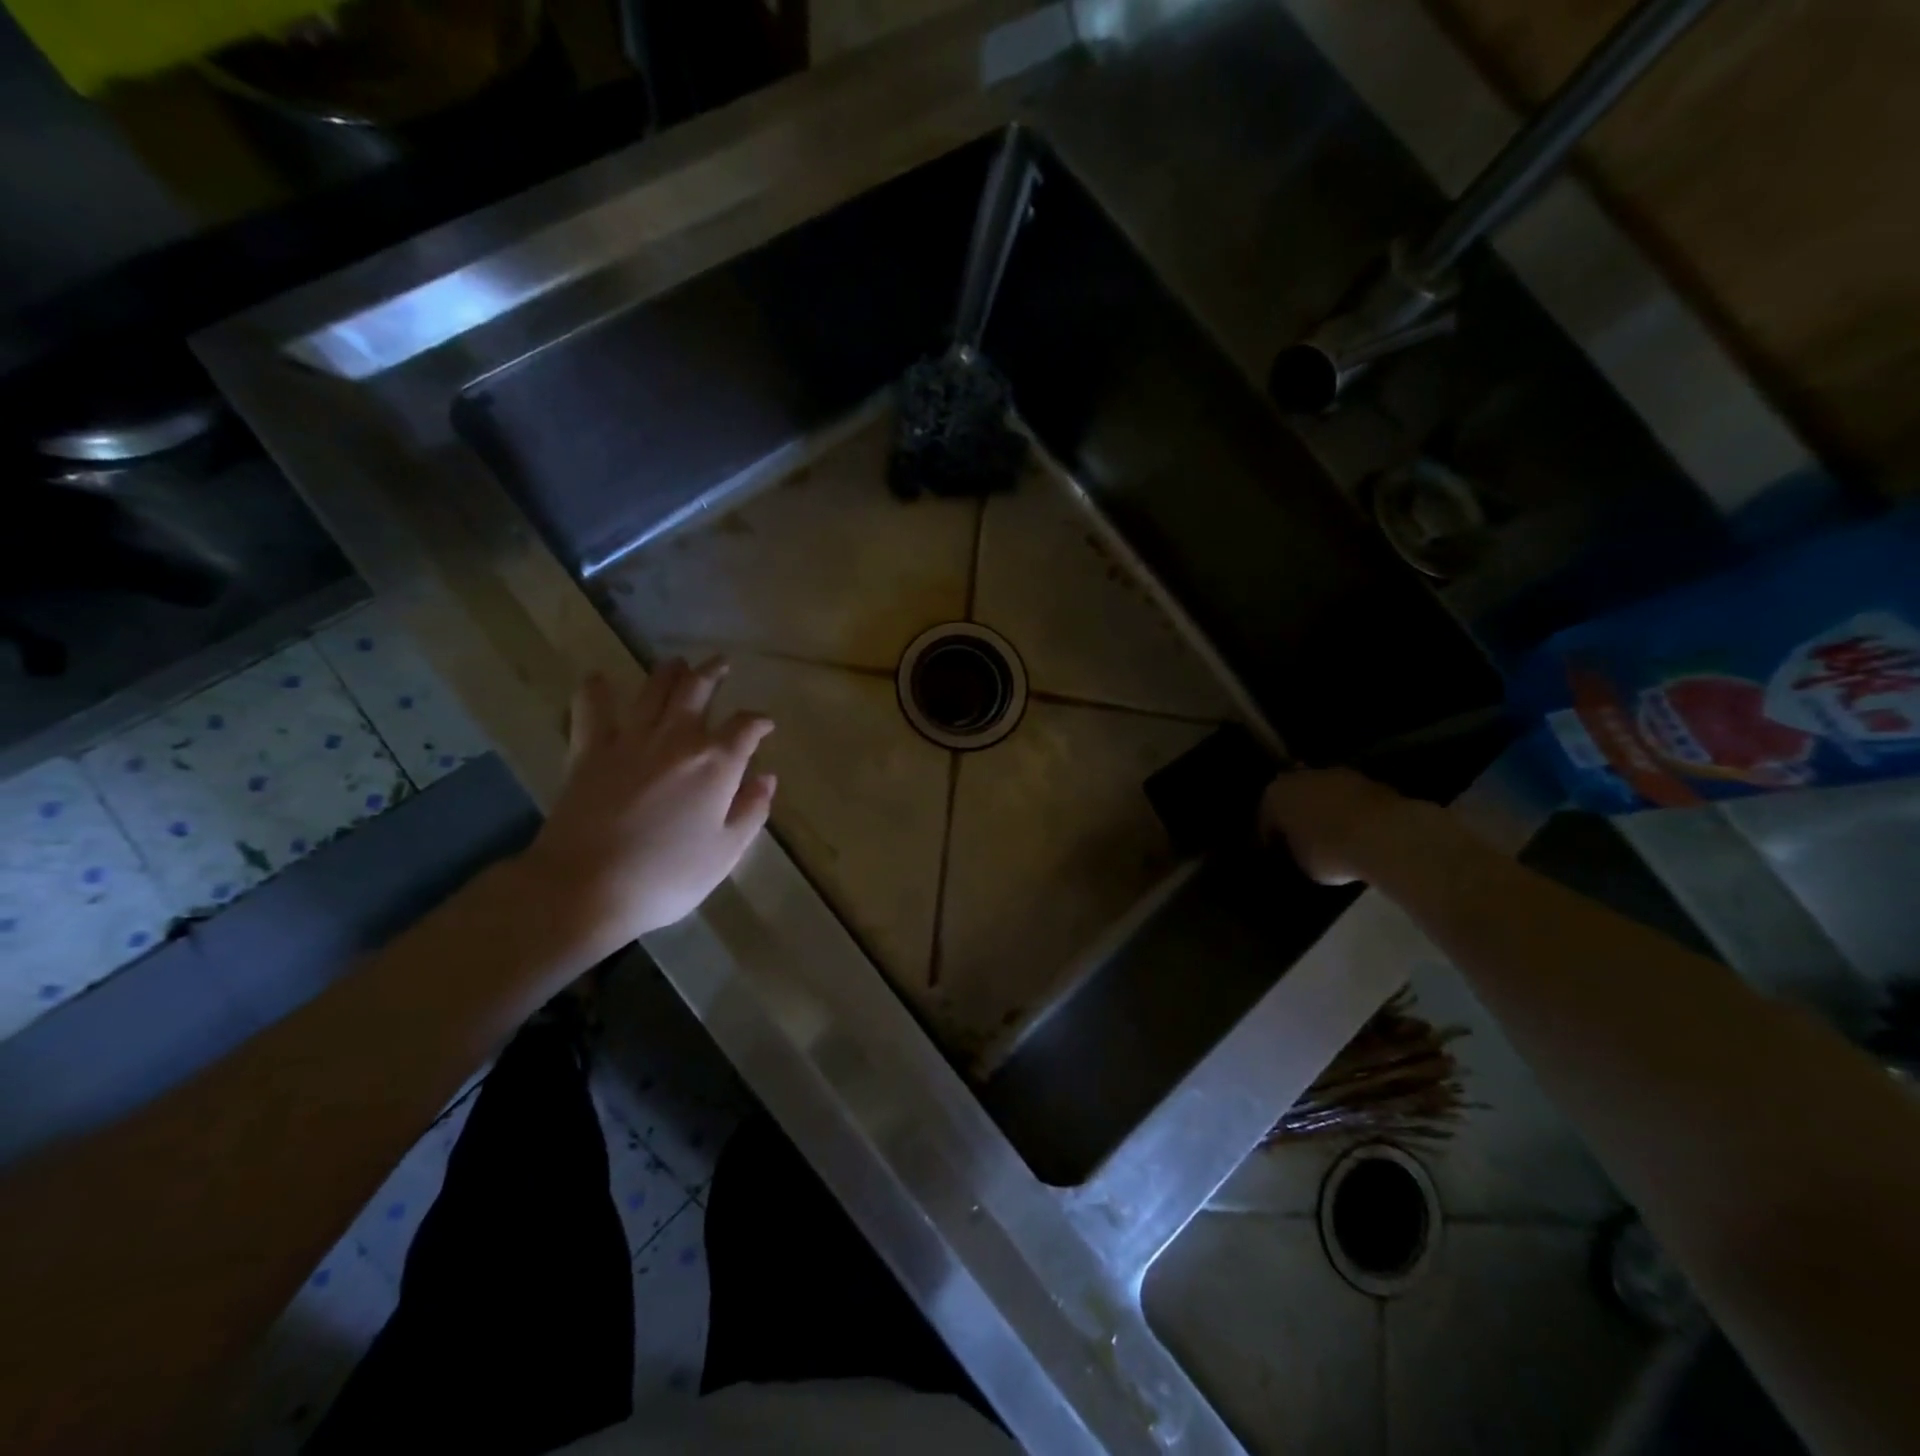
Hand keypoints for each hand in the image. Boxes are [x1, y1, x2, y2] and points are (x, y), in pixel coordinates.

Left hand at [516, 657, 775, 963]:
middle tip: (721, 664)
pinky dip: (595, 690)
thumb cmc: (667, 877)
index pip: (745, 727)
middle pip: (698, 690)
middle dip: (713, 673)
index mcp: (716, 763)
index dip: (758, 721)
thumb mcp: (725, 852)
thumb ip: (751, 810)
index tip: (765, 724)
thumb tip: (767, 778)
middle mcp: (676, 739)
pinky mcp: (589, 750)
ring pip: (654, 689)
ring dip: (669, 672)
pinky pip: (592, 709)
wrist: (586, 888)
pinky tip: (598, 679)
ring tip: (677, 663)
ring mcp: (630, 739)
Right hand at [1260, 767, 1421, 885]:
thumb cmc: (1329, 851)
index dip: (1271, 840)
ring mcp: (1337, 774)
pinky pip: (1350, 800)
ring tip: (1334, 837)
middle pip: (1294, 799)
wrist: (1386, 836)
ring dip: (1325, 811)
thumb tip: (1300, 849)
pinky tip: (1357, 833)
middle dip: (1297, 817)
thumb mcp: (1300, 863)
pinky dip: (1350, 813)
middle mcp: (1300, 776)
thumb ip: (1295, 850)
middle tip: (1303, 842)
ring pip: (1323, 795)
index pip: (1265, 819)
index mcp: (1274, 794)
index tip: (1278, 855)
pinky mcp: (1369, 780)